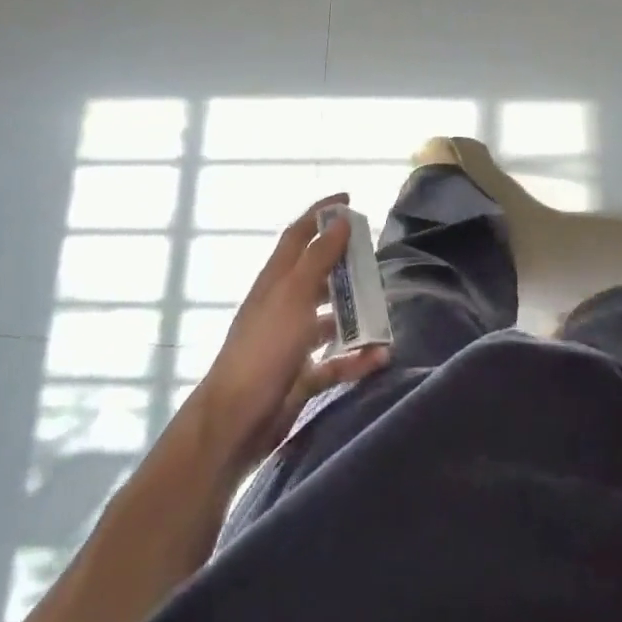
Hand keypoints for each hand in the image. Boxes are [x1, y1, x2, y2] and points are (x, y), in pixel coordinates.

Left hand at [191, 194, 389, 470]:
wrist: (236, 420)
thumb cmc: (265, 347)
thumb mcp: (294, 294)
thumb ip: (319, 257)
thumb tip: (341, 220)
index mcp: (277, 279)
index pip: (299, 234)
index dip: (321, 213)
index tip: (350, 200)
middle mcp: (284, 304)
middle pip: (318, 274)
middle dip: (346, 264)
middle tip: (376, 260)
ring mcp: (292, 341)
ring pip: (330, 318)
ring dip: (355, 314)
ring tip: (384, 310)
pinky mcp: (301, 375)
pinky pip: (336, 361)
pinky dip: (356, 357)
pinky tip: (380, 357)